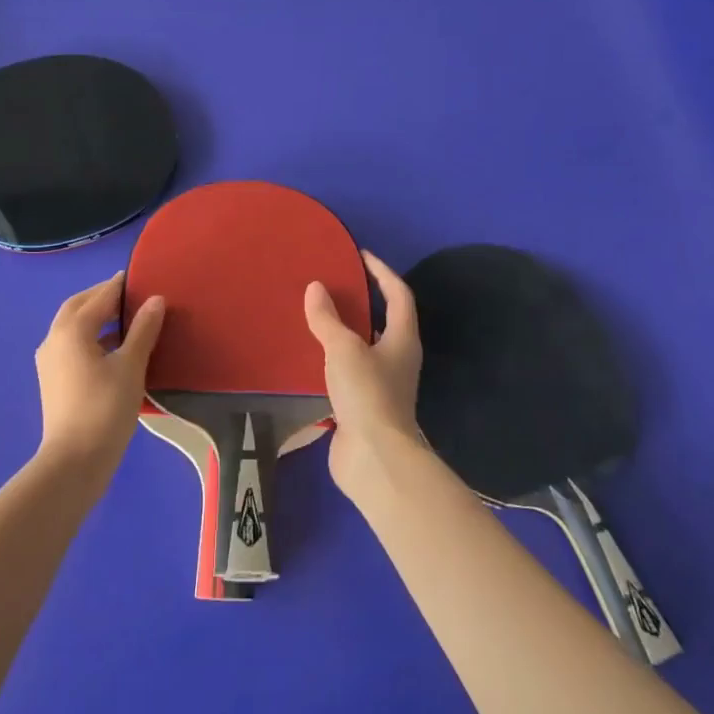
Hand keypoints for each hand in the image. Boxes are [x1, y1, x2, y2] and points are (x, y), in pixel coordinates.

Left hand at [35, 272, 164, 476]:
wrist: (75, 461)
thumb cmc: (105, 408)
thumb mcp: (131, 366)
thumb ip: (143, 330)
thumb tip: (155, 300)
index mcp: (72, 330)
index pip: (99, 296)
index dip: (119, 286)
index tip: (139, 278)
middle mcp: (54, 339)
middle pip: (78, 307)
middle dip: (102, 297)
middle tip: (130, 295)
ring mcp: (50, 361)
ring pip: (72, 326)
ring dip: (96, 317)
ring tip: (126, 320)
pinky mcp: (53, 379)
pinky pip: (72, 345)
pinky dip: (91, 337)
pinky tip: (113, 348)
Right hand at [305, 251, 425, 499]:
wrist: (374, 458)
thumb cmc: (367, 394)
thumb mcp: (344, 349)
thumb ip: (328, 319)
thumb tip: (316, 288)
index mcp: (403, 340)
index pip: (399, 295)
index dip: (382, 272)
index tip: (361, 256)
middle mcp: (398, 359)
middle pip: (384, 321)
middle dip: (363, 301)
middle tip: (334, 284)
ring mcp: (382, 385)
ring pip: (364, 348)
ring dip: (345, 332)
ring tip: (317, 316)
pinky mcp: (363, 406)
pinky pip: (348, 372)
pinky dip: (332, 359)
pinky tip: (310, 356)